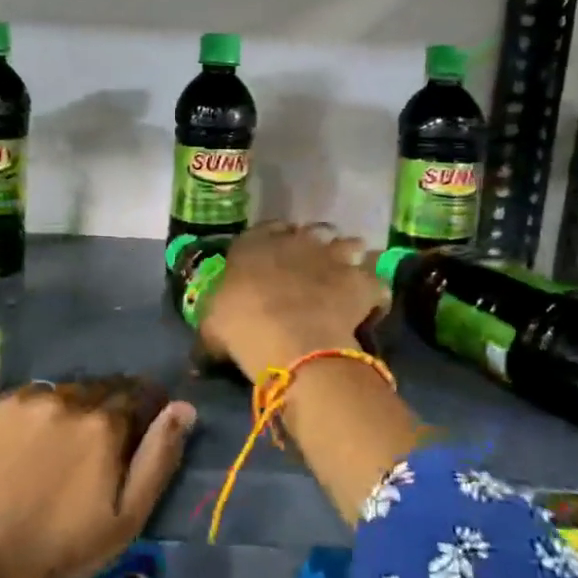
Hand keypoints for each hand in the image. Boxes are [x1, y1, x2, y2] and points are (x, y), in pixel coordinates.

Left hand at [0, 379, 194, 577]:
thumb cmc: (63, 549)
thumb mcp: (127, 517)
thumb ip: (159, 456)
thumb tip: (184, 407)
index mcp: (100, 423)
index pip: (132, 394)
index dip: (136, 411)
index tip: (130, 431)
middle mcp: (59, 399)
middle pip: (90, 392)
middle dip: (95, 413)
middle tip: (84, 450)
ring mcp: (14, 404)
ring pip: (49, 396)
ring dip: (56, 414)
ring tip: (46, 452)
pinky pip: (10, 408)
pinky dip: (18, 424)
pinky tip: (11, 454)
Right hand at [197, 222, 388, 380]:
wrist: (290, 340)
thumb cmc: (240, 327)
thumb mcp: (211, 327)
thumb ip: (212, 326)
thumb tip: (202, 348)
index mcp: (253, 245)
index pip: (263, 230)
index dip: (271, 240)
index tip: (273, 256)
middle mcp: (295, 241)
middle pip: (311, 232)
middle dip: (313, 246)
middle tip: (312, 267)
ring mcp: (332, 257)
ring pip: (349, 245)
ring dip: (348, 257)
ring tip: (346, 277)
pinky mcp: (361, 281)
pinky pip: (375, 281)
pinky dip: (374, 291)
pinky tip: (370, 305)